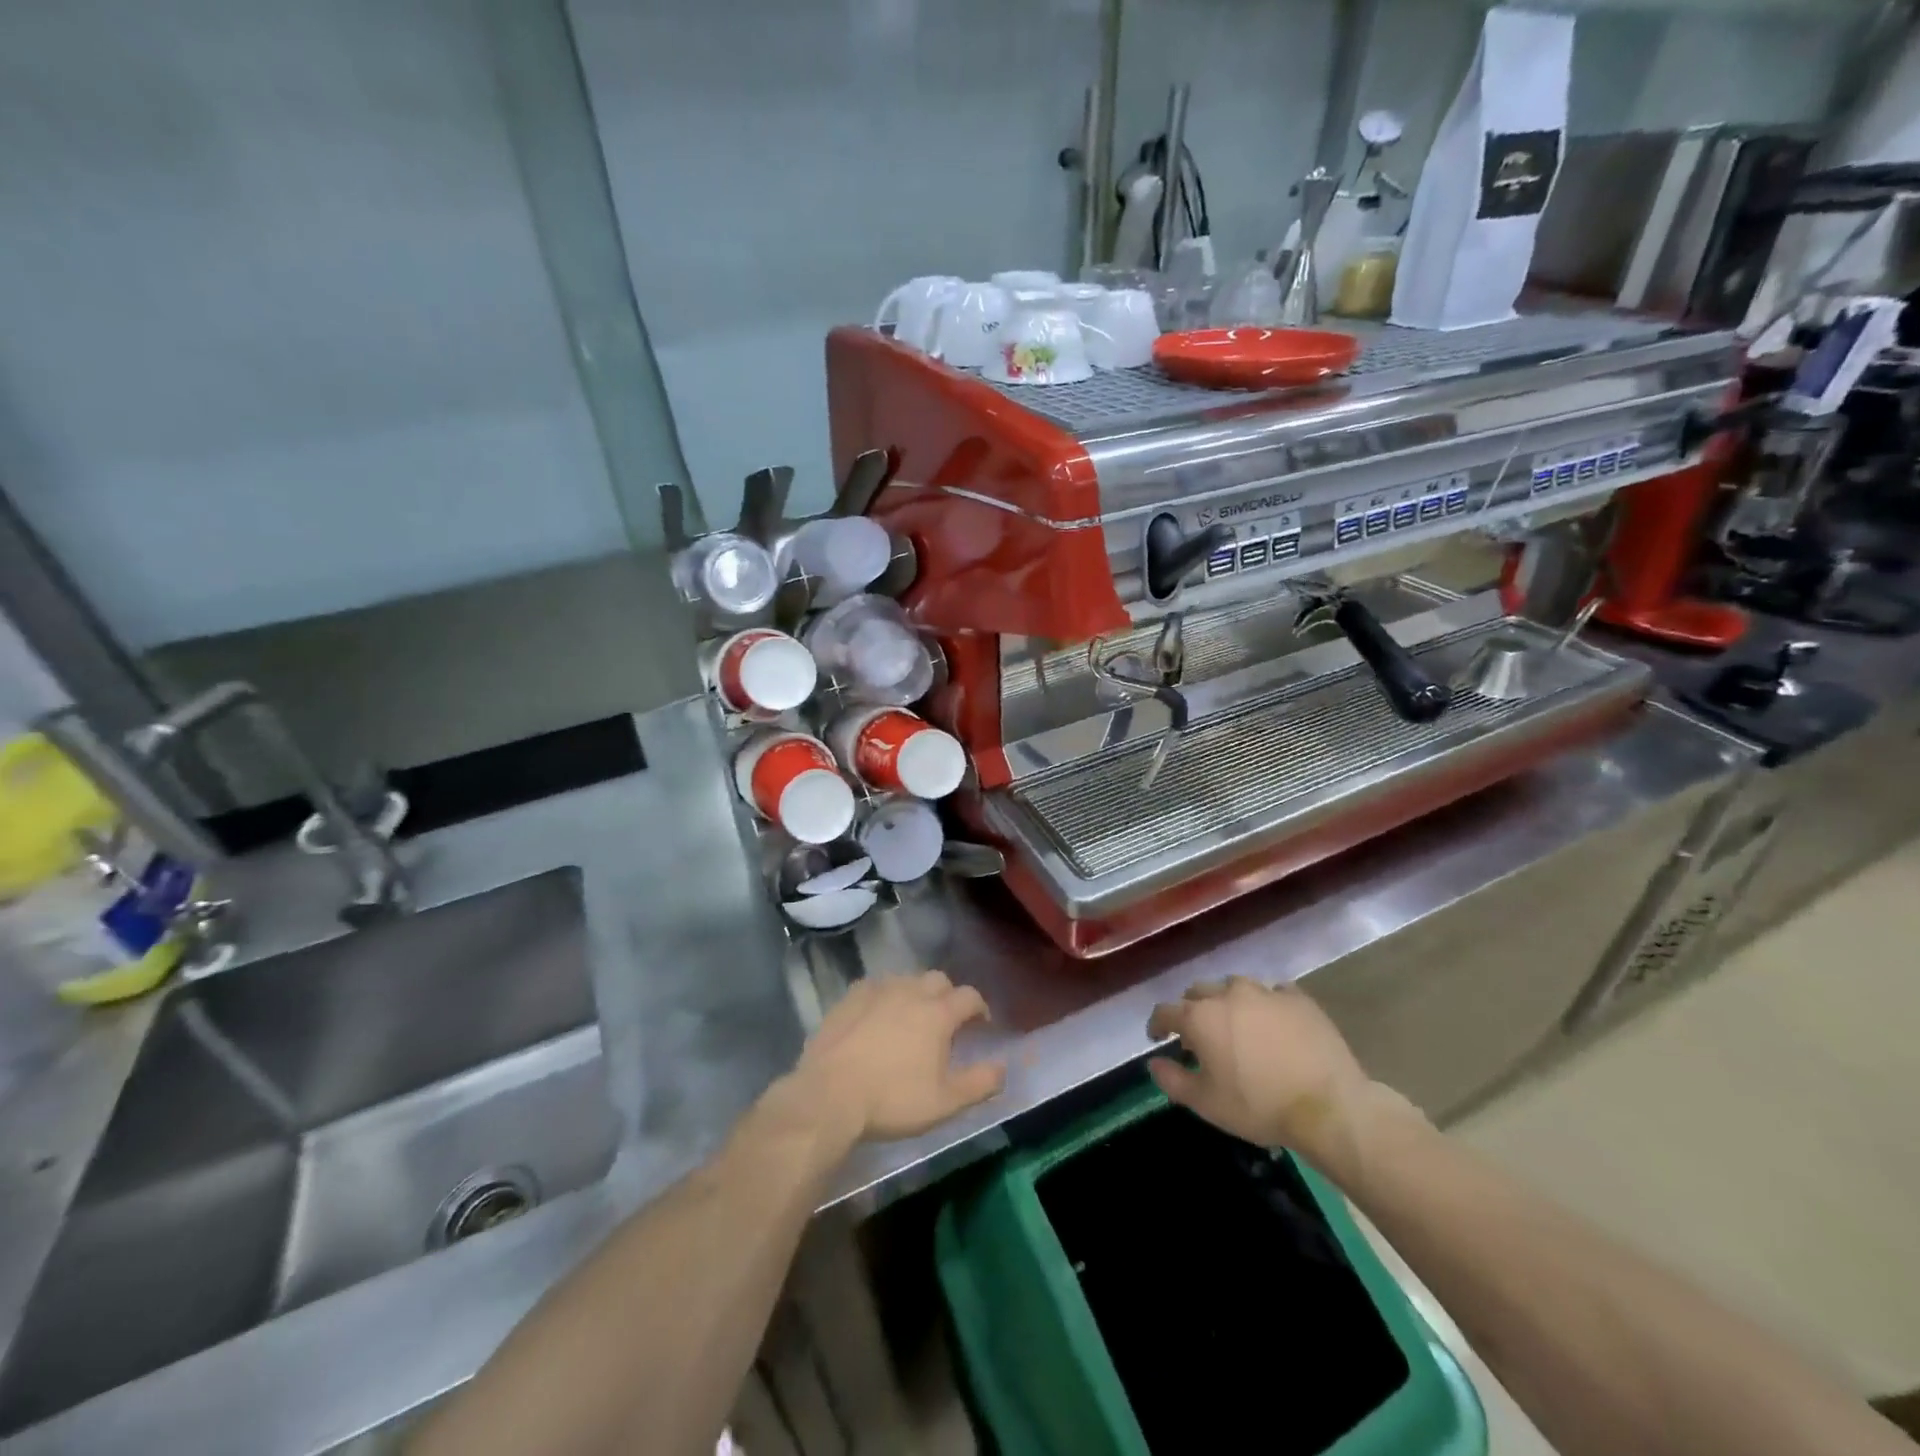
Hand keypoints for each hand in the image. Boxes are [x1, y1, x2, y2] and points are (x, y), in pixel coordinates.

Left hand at [790, 971, 1005, 1144]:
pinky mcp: (849, 998)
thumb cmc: (893, 1100)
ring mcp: (877, 991)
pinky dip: (884, 996)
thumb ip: (980, 1083)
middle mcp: (910, 992)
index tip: (981, 1024)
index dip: (980, 1008)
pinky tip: (878, 1014)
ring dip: (916, 993)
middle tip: (947, 1020)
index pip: (969, 996)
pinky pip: (875, 986)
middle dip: (948, 995)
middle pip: (938, 980)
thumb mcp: (945, 1102)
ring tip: (912, 1017)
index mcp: (938, 1013)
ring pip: (906, 979)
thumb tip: (1004, 1068)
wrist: (829, 1096)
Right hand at [1146, 977, 1411, 1174]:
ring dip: (1227, 1003)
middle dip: (1192, 1010)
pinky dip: (1265, 1005)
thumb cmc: (1259, 1105)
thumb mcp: (1207, 1103)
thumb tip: (1154, 1063)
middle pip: (1198, 992)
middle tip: (1199, 1036)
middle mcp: (1228, 994)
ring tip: (1236, 1026)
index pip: (1166, 1012)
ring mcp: (1265, 992)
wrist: (1329, 1106)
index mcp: (1200, 1017)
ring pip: (1234, 987)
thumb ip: (1172, 1080)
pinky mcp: (1298, 998)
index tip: (1158, 1038)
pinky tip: (1273, 1022)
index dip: (1158, 1025)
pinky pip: (1273, 993)